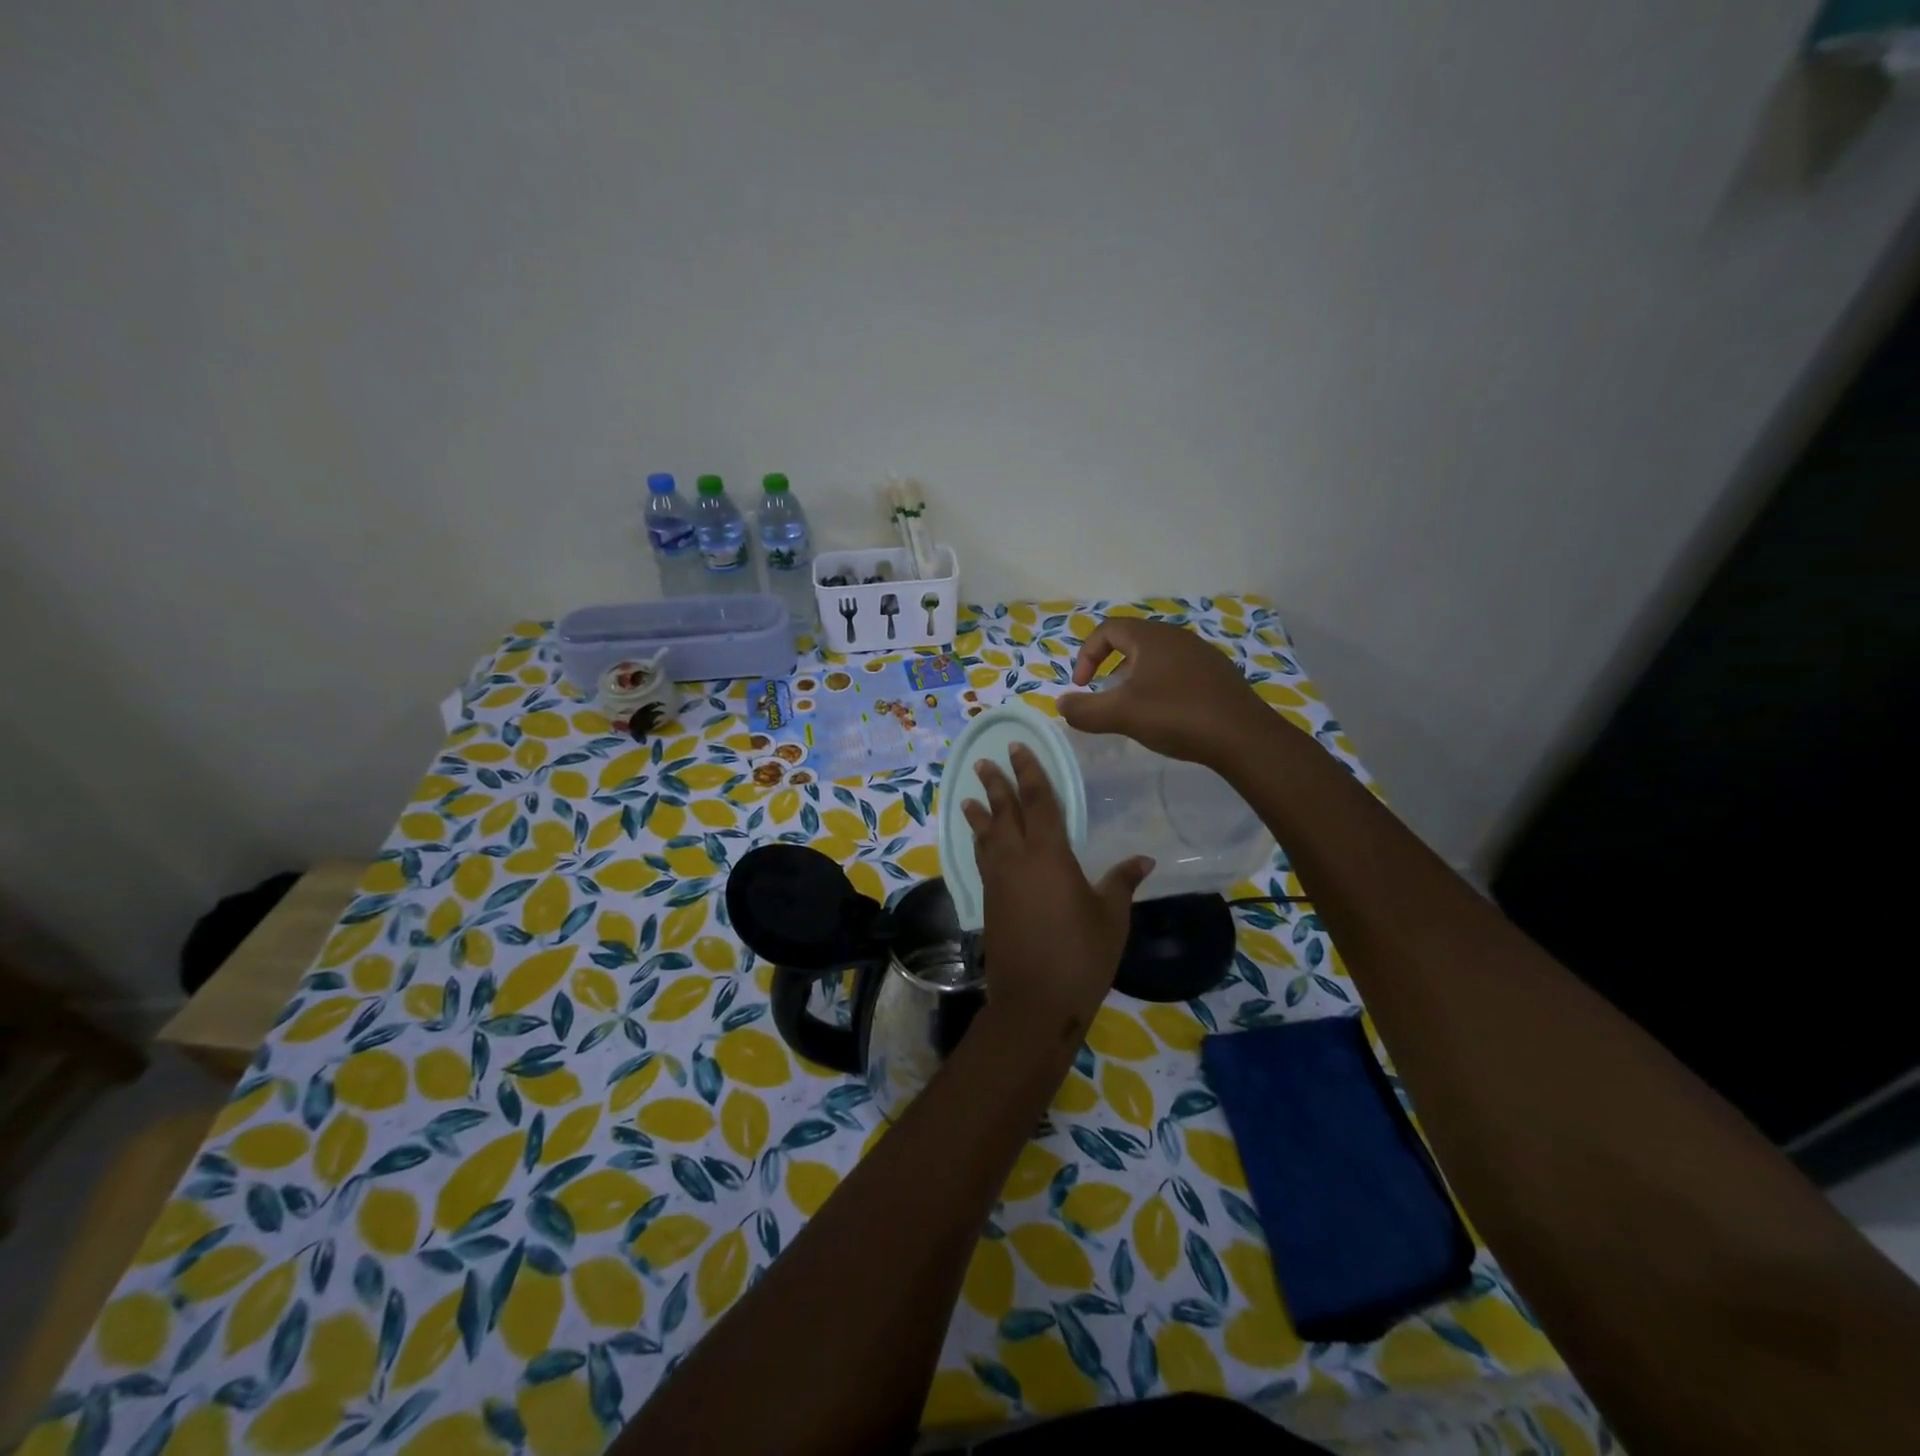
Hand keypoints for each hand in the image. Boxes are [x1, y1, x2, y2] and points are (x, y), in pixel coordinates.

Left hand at [962, 744, 1151, 1035]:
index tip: (1018, 748)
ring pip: (986, 835)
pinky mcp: (989, 901)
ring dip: (980, 812)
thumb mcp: (1110, 917)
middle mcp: (1017, 860)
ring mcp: (998, 881)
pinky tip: (979, 841)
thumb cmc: (1080, 955)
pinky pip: (982, 858)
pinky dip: (979, 842)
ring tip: (970, 795)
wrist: (1034, 1001)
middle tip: (985, 761)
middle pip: (1004, 812)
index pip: (1038, 802)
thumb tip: (1143, 859)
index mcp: (1048, 855)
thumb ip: (1121, 882)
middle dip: (996, 784)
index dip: (1029, 773)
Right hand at [1058, 616, 1268, 766]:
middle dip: (1110, 666)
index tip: (1082, 686)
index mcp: (1151, 637)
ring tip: (1132, 708)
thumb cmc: (1177, 716)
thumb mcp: (1121, 715)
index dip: (1086, 655)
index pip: (1106, 629)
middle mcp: (1177, 637)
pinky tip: (1166, 715)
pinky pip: (1178, 671)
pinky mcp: (1218, 675)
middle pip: (1132, 641)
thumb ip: (1085, 710)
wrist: (1244, 737)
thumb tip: (1061, 704)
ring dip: (1135, 677)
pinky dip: (1160, 686)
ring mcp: (1201, 654)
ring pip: (1156, 657)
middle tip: (1104, 696)